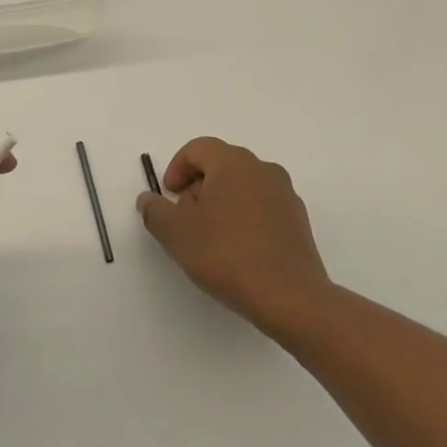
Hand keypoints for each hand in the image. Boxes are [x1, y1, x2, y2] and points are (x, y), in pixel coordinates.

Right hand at [136, 137, 332, 338]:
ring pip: (242, 185)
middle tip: (185, 218)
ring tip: (210, 237)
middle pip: (220, 165)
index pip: (198, 148)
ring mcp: (285, 194)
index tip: (169, 196)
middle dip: (198, 186)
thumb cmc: (226, 255)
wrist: (290, 298)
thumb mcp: (176, 233)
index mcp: (233, 162)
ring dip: (221, 202)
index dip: (177, 168)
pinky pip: (262, 206)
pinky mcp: (298, 220)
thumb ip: (154, 211)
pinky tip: (237, 249)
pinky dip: (244, 217)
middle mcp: (262, 169)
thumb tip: (148, 200)